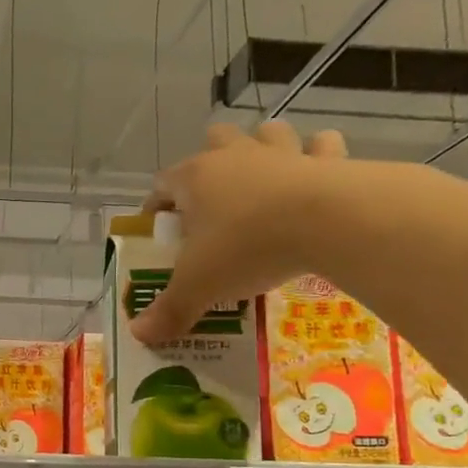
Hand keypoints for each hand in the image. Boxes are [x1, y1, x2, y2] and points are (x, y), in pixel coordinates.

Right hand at [133, 120, 348, 344]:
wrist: (327, 222)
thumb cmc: (247, 247)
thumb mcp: (199, 286)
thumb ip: (170, 310)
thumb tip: (140, 334)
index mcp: (195, 179)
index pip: (162, 185)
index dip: (157, 207)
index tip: (161, 231)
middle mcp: (235, 156)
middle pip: (214, 141)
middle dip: (211, 160)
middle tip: (214, 199)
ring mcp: (283, 153)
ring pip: (267, 132)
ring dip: (263, 147)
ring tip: (264, 179)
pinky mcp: (328, 160)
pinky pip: (321, 146)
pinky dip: (318, 157)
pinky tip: (316, 175)